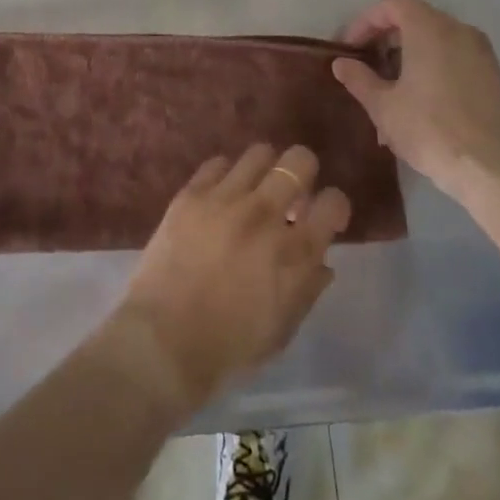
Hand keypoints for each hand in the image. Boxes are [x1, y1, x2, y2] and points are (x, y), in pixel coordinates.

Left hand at [111, 144, 350, 412]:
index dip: (334, 205)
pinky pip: (217, 163)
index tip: (324, 215)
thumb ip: (307, 288)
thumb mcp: (283, 328)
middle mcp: (265, 215)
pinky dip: (226, 175)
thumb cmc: (231, 346)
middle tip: (291, 191)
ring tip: (255, 187)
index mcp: (295, 252)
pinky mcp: (192, 194)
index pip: (333, 202)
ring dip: (264, 169)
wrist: (165, 340)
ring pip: (259, 153)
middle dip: (303, 171)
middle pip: (298, 161)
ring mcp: (226, 199)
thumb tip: (322, 261)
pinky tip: (221, 194)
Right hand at [331, 0, 499, 197]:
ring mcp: (481, 52)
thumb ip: (359, 78)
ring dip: (409, 54)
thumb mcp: (382, 105)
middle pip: (415, 18)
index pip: (393, 4)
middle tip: (368, 66)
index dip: (366, 21)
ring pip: (436, 38)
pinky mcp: (493, 75)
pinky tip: (421, 99)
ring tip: (392, 88)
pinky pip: (455, 57)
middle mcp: (458, 30)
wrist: (489, 169)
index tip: (351, 48)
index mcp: (430, 29)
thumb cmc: (429, 129)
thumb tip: (342, 63)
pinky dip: (434, 65)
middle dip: (387, 38)